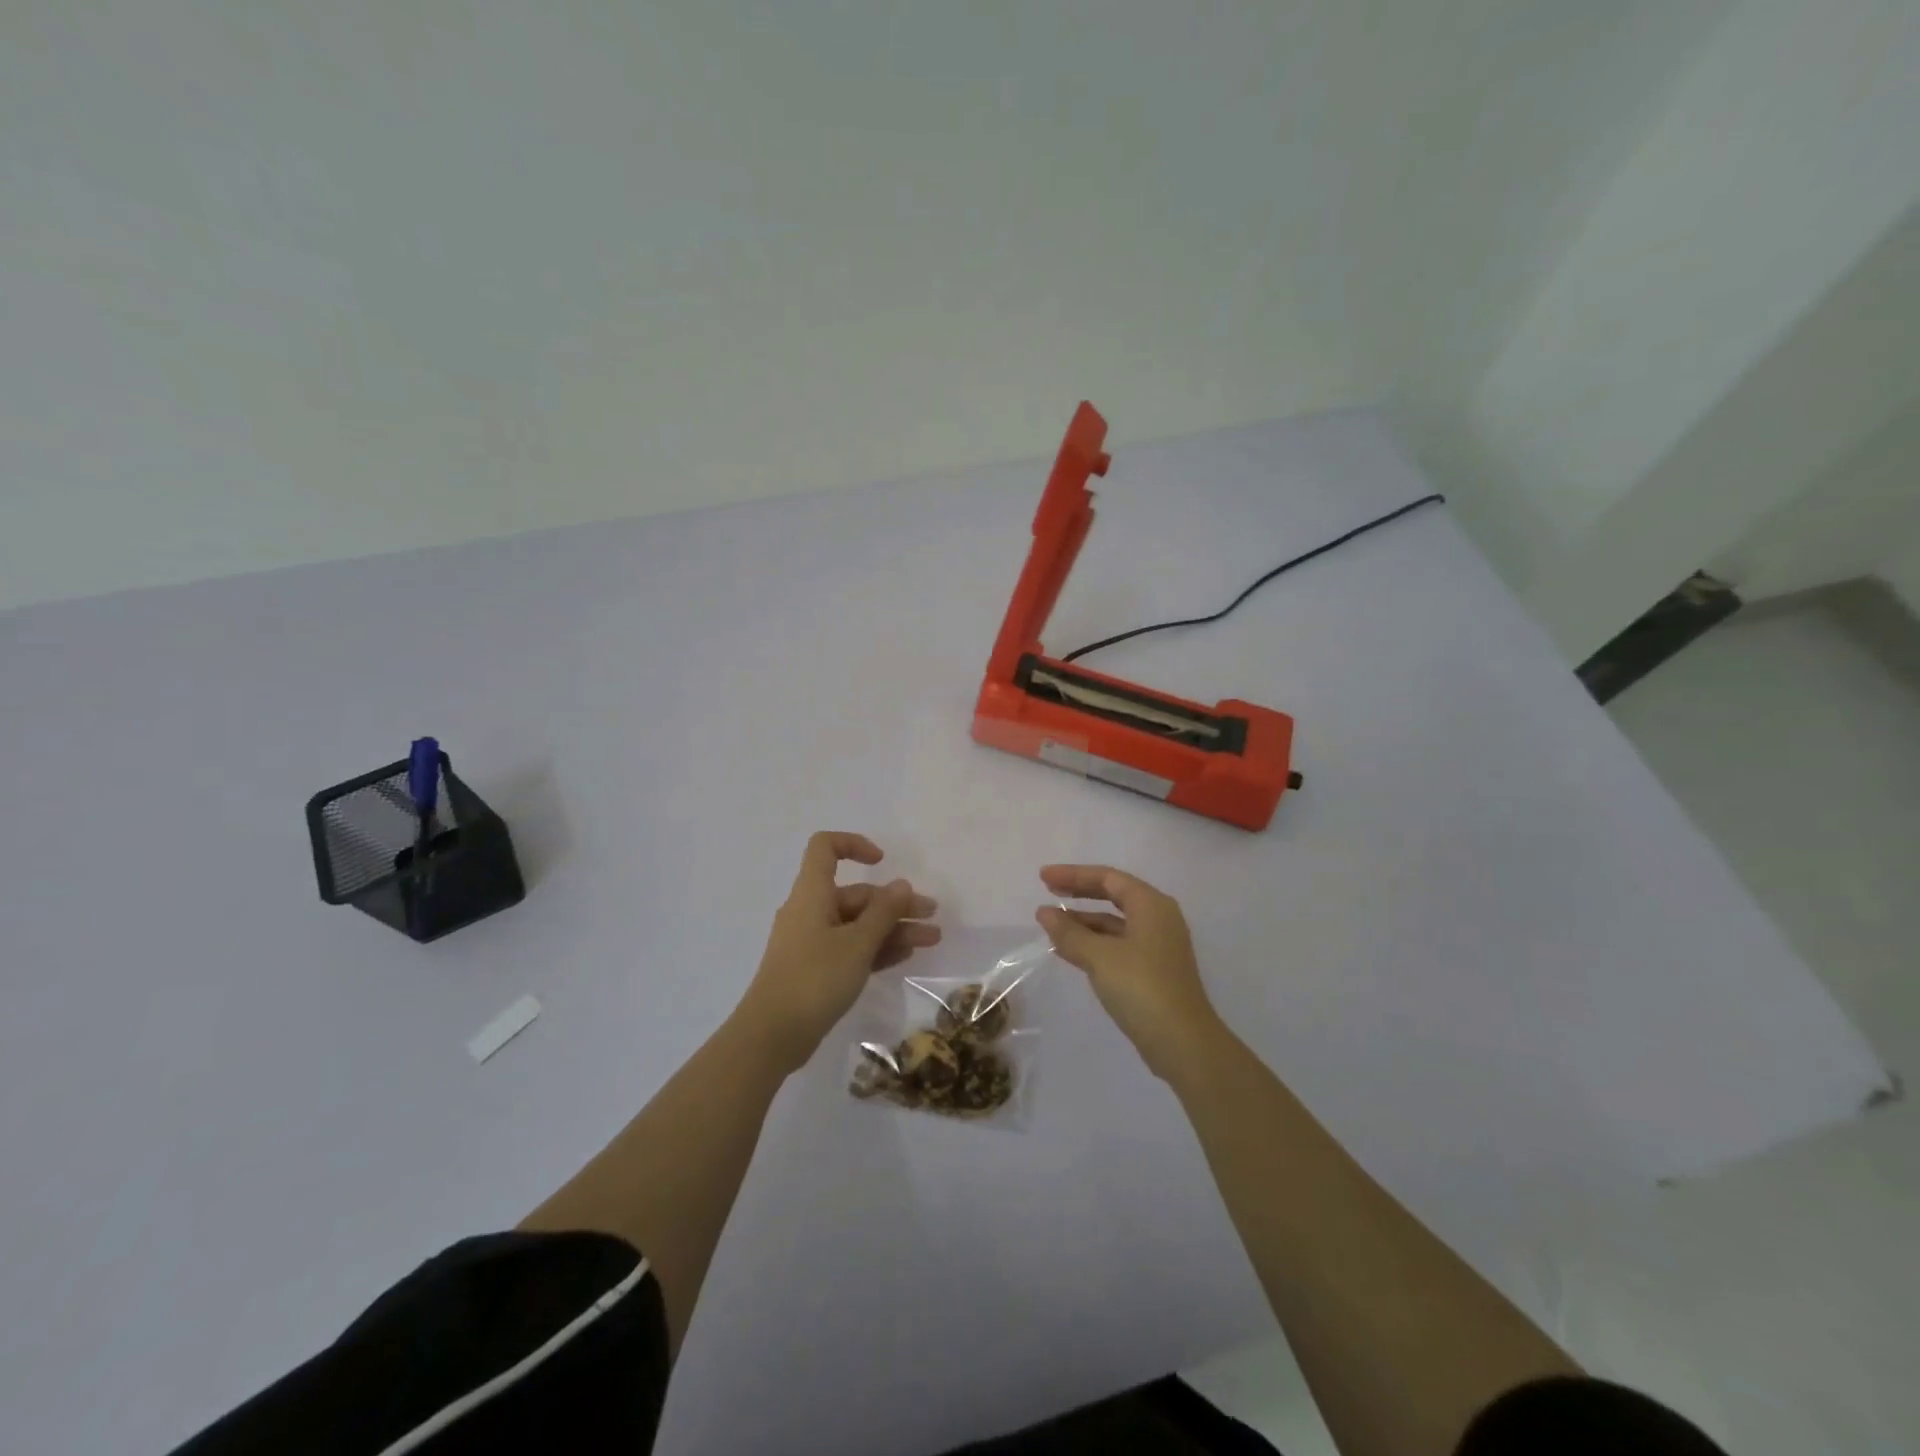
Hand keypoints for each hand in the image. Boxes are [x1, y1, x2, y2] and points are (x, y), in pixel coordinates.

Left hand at [738, 833, 939, 1073]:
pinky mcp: (815, 969)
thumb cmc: (814, 979)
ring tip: (931, 940)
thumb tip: (901, 884)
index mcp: (812, 894)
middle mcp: (810, 911)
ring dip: (893, 929)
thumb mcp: (857, 943)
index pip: (826, 848)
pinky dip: (876, 948)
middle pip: (856, 895)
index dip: (854, 845)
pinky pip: (850, 948)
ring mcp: (812, 942)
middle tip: (931, 917)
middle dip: (895, 904)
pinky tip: (905, 956)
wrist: (772, 1036)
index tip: (883, 862)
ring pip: (858, 924)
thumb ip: (883, 912)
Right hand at [1037, 865, 1226, 1080]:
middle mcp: (1157, 918)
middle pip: (1113, 895)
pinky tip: (1068, 951)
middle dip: (1079, 893)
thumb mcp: (1100, 957)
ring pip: (1114, 922)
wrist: (1183, 1043)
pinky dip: (1093, 942)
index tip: (1043, 877)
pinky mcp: (1152, 970)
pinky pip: (1117, 944)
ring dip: (1083, 921)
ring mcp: (1157, 946)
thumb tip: (1044, 913)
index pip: (1108, 878)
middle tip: (1048, 891)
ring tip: (1051, 925)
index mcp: (1151, 905)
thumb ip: (1069, 933)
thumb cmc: (1142, 988)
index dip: (1073, 874)